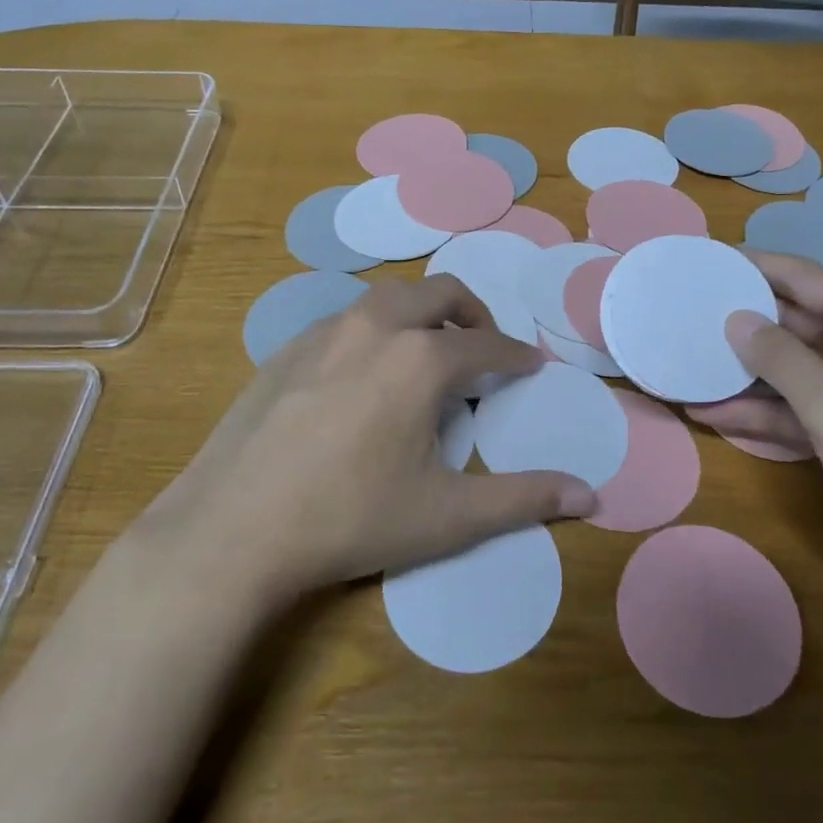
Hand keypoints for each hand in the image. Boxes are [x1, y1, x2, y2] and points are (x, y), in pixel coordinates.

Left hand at [127, 276, 596, 600]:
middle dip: (473, 314)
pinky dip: (376, 329)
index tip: (532, 365)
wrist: (231, 529)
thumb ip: (522, 499)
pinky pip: (347, 320)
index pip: (488, 346)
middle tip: (485, 348)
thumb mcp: (446, 515)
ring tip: (428, 353)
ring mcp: (325, 332)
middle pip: (440, 293)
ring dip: (422, 314)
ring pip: (389, 298)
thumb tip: (591, 496)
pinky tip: (365, 374)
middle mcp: (376, 327)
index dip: (517, 356)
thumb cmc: (350, 519)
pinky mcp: (287, 349)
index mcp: (421, 359)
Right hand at [687, 251, 822, 583]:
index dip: (751, 265)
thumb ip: (781, 359)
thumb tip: (737, 319)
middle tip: (681, 321)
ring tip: (686, 374)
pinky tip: (716, 419)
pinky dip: (764, 415)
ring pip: (791, 372)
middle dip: (738, 324)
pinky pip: (802, 412)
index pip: (800, 276)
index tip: (702, 263)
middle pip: (791, 322)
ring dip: (743, 376)